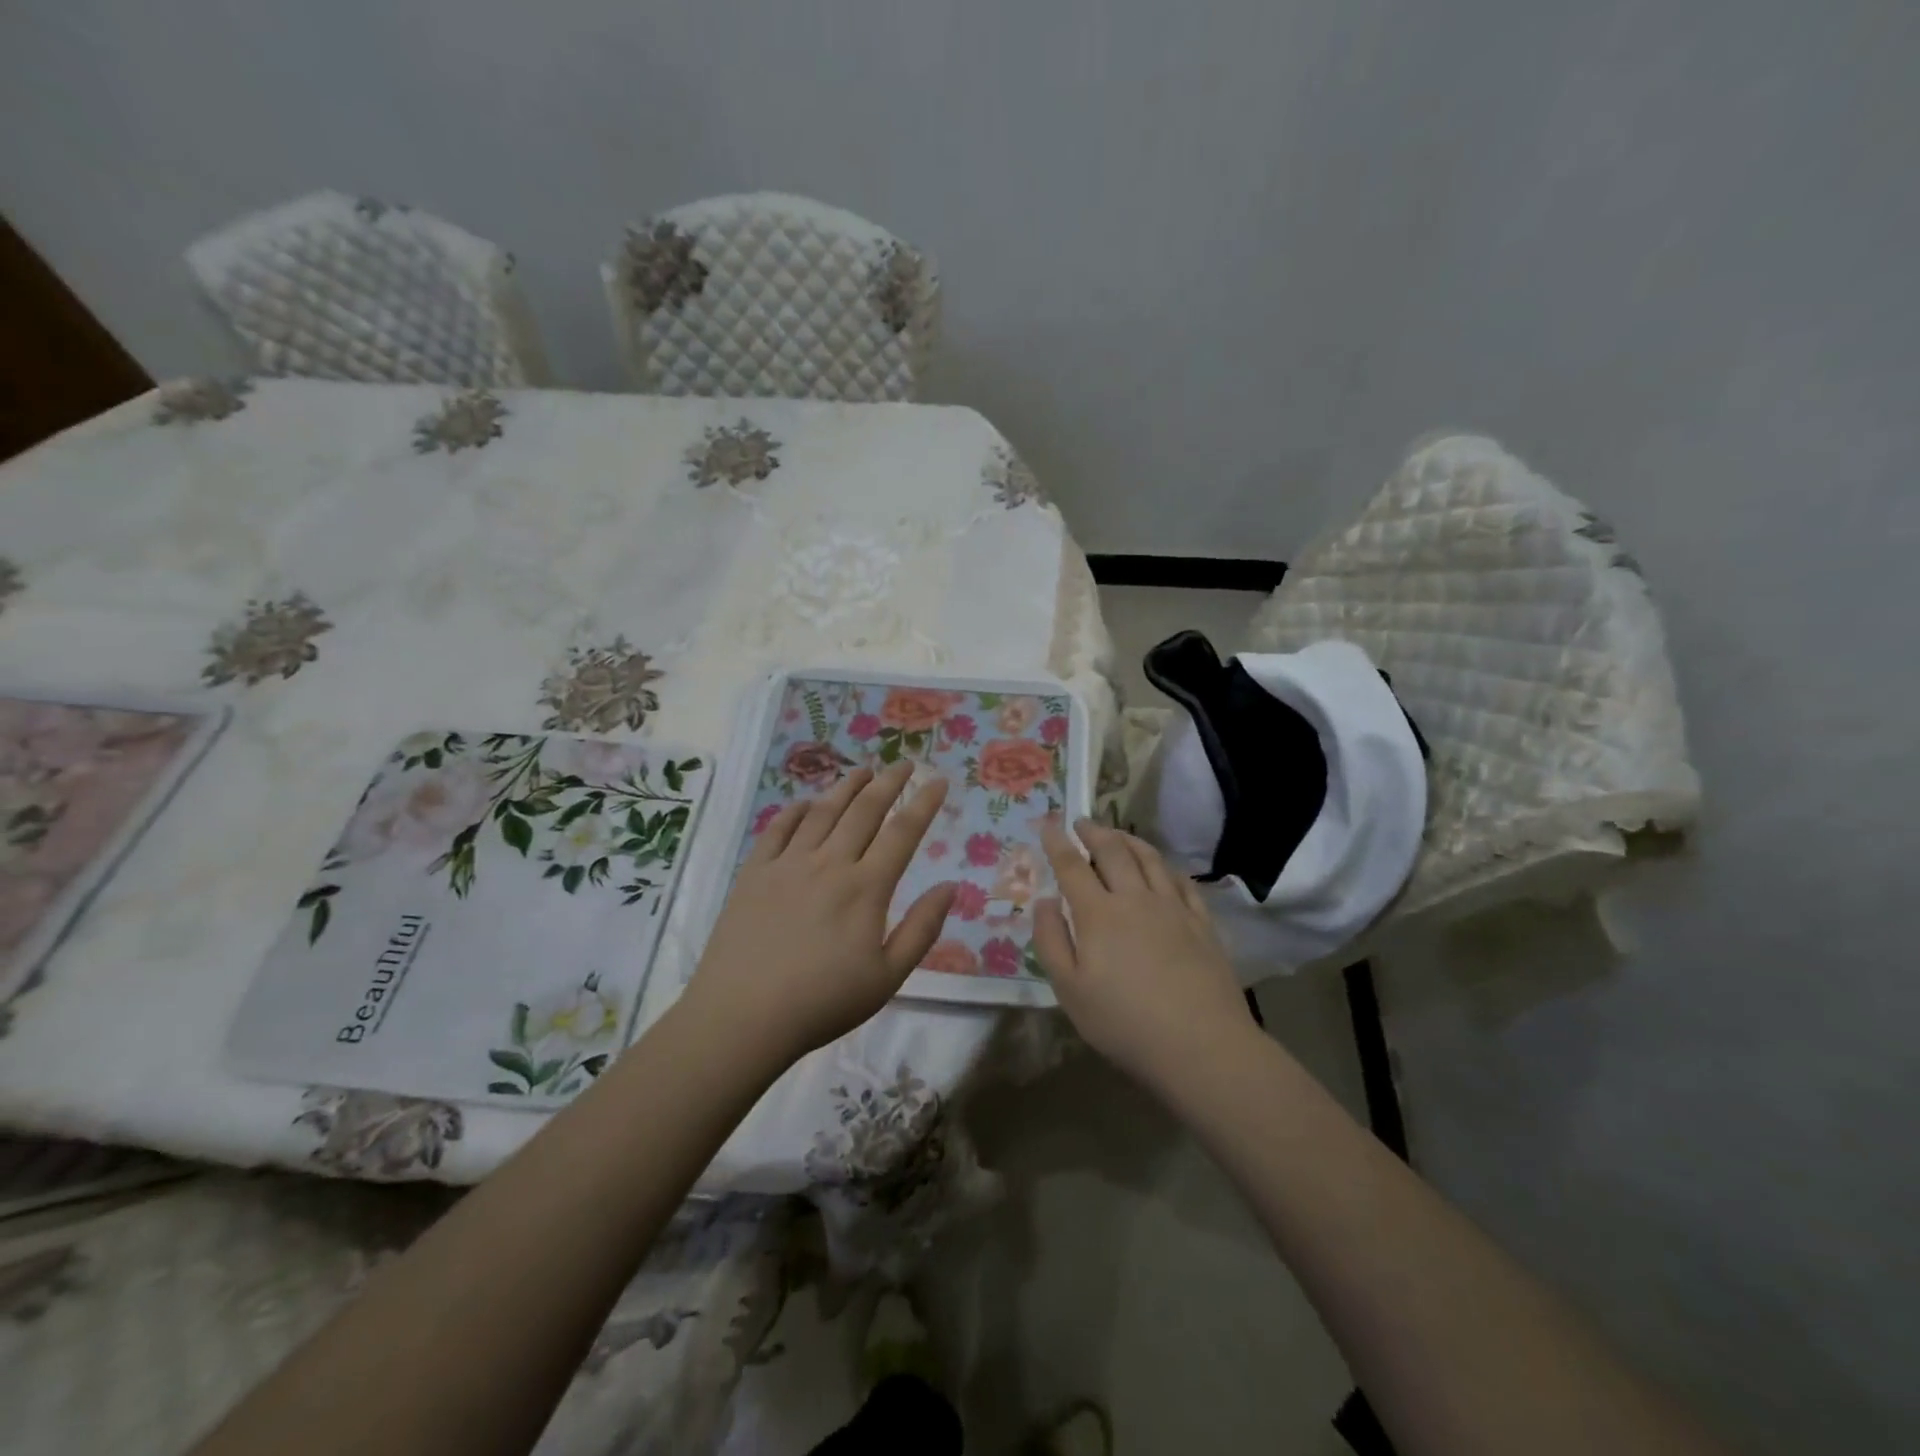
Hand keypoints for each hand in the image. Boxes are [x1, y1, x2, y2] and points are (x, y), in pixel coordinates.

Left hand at [682, 762, 955, 1067]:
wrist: (743, 1016)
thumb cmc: (823, 1002)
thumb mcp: (888, 977)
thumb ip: (922, 929)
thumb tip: (950, 886)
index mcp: (866, 887)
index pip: (903, 832)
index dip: (924, 803)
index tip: (938, 780)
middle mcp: (830, 863)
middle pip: (865, 810)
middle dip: (889, 782)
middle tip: (904, 763)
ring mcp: (788, 864)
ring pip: (823, 811)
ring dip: (846, 786)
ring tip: (863, 770)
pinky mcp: (754, 873)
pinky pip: (778, 829)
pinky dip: (796, 810)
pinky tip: (806, 803)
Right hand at [1033, 818, 1252, 1088]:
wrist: (1201, 1045)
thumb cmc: (1124, 1023)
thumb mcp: (1069, 991)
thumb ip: (1051, 941)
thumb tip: (1044, 901)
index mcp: (1098, 914)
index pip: (1072, 866)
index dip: (1058, 843)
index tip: (1048, 824)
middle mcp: (1135, 899)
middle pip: (1113, 852)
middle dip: (1094, 832)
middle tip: (1082, 822)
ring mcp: (1173, 908)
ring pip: (1149, 859)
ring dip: (1129, 839)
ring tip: (1117, 833)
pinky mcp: (1202, 923)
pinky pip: (1181, 881)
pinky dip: (1165, 866)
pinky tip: (1162, 867)